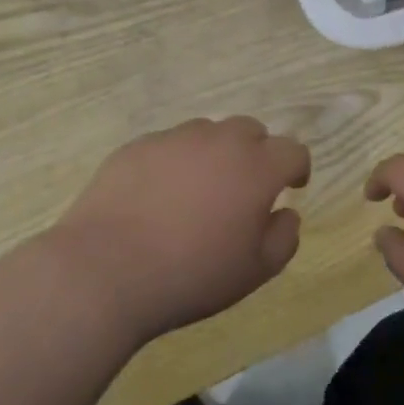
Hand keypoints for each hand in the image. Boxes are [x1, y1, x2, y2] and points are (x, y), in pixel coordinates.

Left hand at [52, 117, 310, 344]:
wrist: (106, 270)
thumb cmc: (192, 274)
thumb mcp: (255, 271)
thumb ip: (284, 237)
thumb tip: (285, 213)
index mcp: (256, 167)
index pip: (292, 151)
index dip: (296, 169)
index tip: (291, 187)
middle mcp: (219, 141)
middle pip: (250, 130)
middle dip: (256, 153)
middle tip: (244, 188)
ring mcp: (173, 139)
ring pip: (207, 133)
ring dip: (214, 154)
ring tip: (198, 191)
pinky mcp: (135, 147)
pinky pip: (167, 145)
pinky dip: (174, 162)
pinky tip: (158, 196)